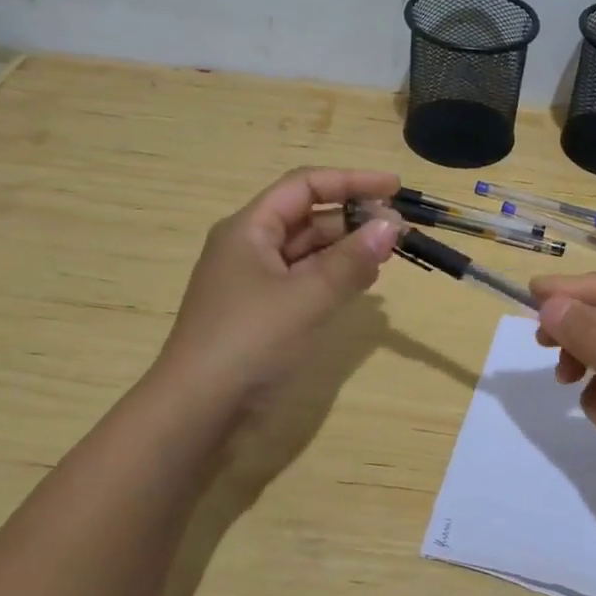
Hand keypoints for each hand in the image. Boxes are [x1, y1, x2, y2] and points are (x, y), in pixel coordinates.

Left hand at [149, 167, 401, 425]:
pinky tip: (364, 284)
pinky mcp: (263, 314)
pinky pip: (305, 282)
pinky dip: (335, 277)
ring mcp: (255, 283)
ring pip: (309, 252)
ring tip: (389, 255)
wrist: (196, 414)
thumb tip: (391, 226)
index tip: (394, 188)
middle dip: (353, 219)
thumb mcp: (306, 297)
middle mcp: (250, 248)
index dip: (351, 181)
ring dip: (348, 249)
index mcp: (249, 229)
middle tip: (398, 231)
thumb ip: (352, 261)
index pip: (305, 186)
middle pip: (308, 217)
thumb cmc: (249, 342)